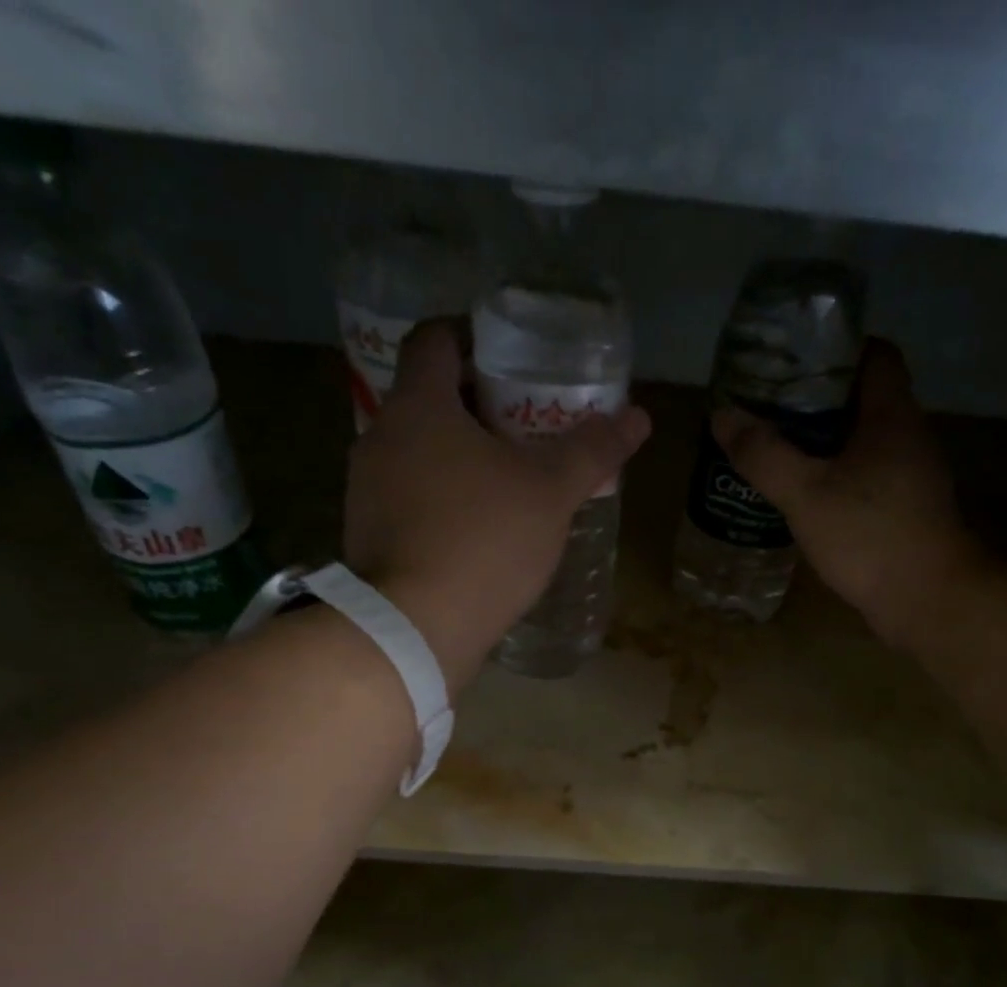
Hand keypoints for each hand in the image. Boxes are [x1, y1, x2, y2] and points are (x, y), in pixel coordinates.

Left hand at [344, 320, 651, 690]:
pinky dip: (440, 499)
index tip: (510, 359)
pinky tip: (477, 530)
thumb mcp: (550, 493)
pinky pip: (408, 498)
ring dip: (457, 456)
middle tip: (524, 425)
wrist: (415, 628)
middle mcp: (381, 437)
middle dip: (475, 405)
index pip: (434, 339)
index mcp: (419, 406)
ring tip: (506, 480)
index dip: (472, 337)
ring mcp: (367, 490)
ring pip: (417, 453)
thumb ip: (592, 451)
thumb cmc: (484, 541)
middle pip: (427, 399)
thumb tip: (639, 417)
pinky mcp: (368, 537)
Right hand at [714, 340, 976, 650]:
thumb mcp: (805, 493)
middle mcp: (909, 437)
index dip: (835, 348)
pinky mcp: (906, 512)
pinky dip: (835, 477)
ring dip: (824, 442)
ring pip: (863, 442)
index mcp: (892, 416)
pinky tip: (804, 497)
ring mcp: (911, 477)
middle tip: (769, 408)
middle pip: (864, 399)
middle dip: (816, 399)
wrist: (928, 601)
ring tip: (777, 450)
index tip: (792, 360)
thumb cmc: (869, 536)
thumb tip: (722, 416)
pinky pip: (866, 478)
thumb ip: (763, 454)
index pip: (875, 355)